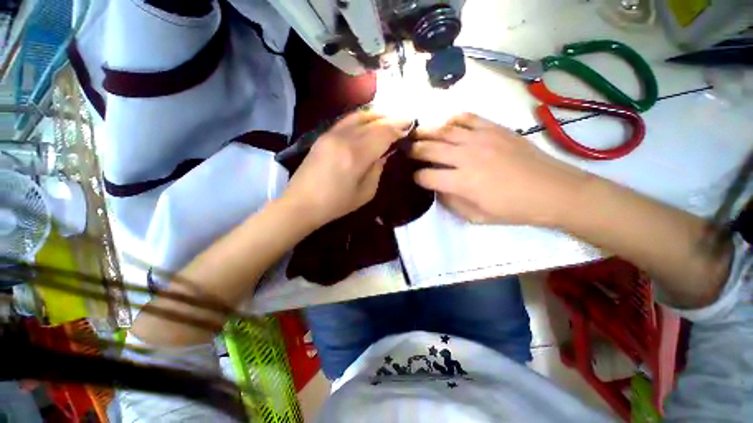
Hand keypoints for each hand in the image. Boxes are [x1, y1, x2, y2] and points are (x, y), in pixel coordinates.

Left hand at [282, 111, 410, 227]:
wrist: (302, 203)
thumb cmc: (336, 203)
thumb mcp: (365, 192)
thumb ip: (377, 169)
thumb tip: (385, 153)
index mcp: (357, 155)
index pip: (384, 133)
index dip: (399, 129)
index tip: (410, 127)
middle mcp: (345, 138)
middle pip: (373, 122)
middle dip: (392, 120)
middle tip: (404, 121)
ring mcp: (331, 134)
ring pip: (359, 116)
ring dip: (377, 116)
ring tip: (389, 119)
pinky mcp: (323, 135)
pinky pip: (347, 120)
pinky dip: (361, 118)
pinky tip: (368, 122)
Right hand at [411, 113, 587, 225]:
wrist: (553, 190)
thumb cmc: (513, 209)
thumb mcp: (476, 216)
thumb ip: (451, 201)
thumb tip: (438, 188)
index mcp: (462, 182)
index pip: (426, 176)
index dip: (417, 177)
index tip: (416, 178)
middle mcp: (466, 157)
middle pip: (429, 148)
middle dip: (413, 150)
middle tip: (405, 151)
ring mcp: (481, 139)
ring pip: (443, 130)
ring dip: (426, 131)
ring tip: (416, 133)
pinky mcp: (494, 128)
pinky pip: (466, 118)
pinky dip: (452, 119)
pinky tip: (446, 125)